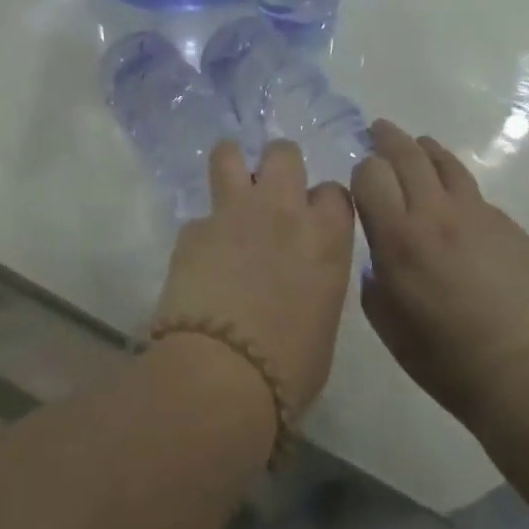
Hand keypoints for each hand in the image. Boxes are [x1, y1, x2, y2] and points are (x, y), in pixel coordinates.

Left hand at [154, 139, 356, 419]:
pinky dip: (203, 232)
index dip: (322, 203)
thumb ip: (316, 281)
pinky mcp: (193, 229)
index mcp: (326, 237)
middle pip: (284, 153)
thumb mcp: (323, 322)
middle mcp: (283, 210)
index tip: (314, 220)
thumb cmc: (289, 367)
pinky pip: (200, 216)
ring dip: (232, 164)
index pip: (334, 192)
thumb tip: (299, 276)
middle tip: (271, 194)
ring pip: (229, 154)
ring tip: (230, 186)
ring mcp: (234, 213)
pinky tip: (199, 259)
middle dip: (279, 166)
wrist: (222, 374)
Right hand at [352, 120, 528, 427]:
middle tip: (379, 130)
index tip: (362, 179)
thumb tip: (380, 249)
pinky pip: (476, 196)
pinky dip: (457, 191)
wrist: (522, 372)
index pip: (371, 173)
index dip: (362, 170)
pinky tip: (457, 210)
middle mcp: (436, 213)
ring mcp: (478, 214)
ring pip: (446, 163)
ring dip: (426, 149)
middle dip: (387, 138)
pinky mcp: (509, 225)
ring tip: (418, 146)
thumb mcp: (385, 321)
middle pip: (407, 154)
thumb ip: (373, 274)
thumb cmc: (443, 357)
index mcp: (399, 237)